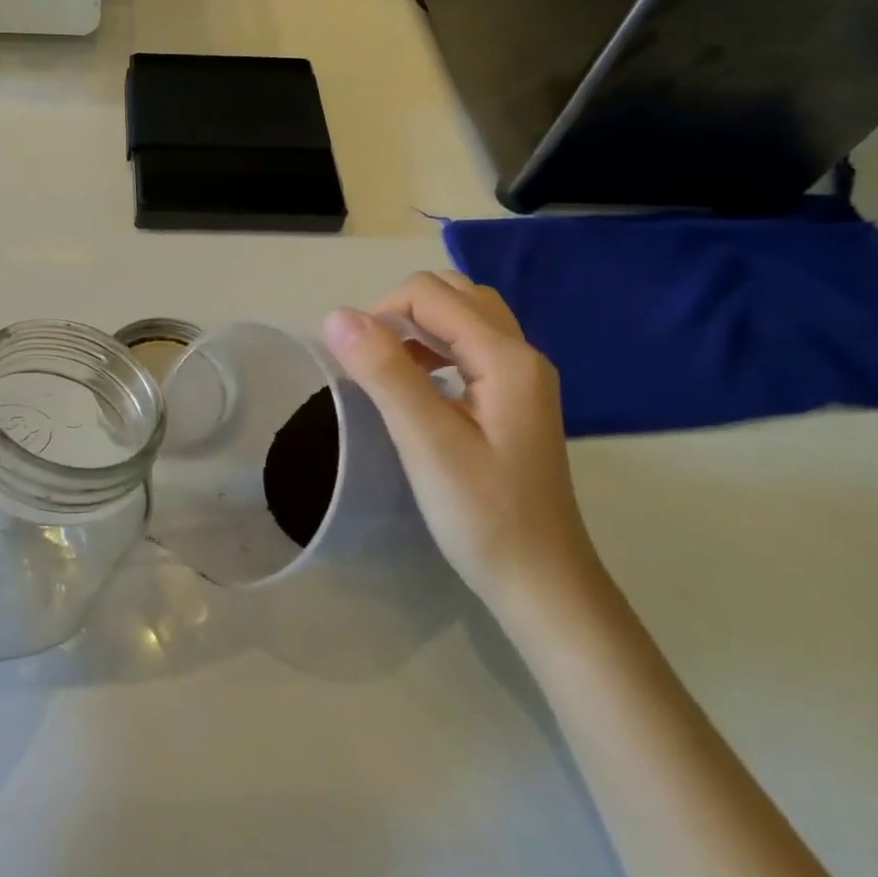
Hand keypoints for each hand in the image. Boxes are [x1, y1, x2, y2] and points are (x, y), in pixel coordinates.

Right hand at [323, 270, 597, 610]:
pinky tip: (419, 388)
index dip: (380, 313)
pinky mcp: (514, 399)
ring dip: (418, 328)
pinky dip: (436, 349)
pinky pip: (471, 347)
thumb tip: (336, 315)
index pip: (430, 294)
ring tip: (389, 371)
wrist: (541, 582)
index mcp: (506, 357)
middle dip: (400, 312)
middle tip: (372, 362)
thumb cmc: (482, 515)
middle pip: (453, 294)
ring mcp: (522, 377)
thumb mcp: (426, 442)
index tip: (353, 362)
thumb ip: (385, 373)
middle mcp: (521, 354)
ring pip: (464, 317)